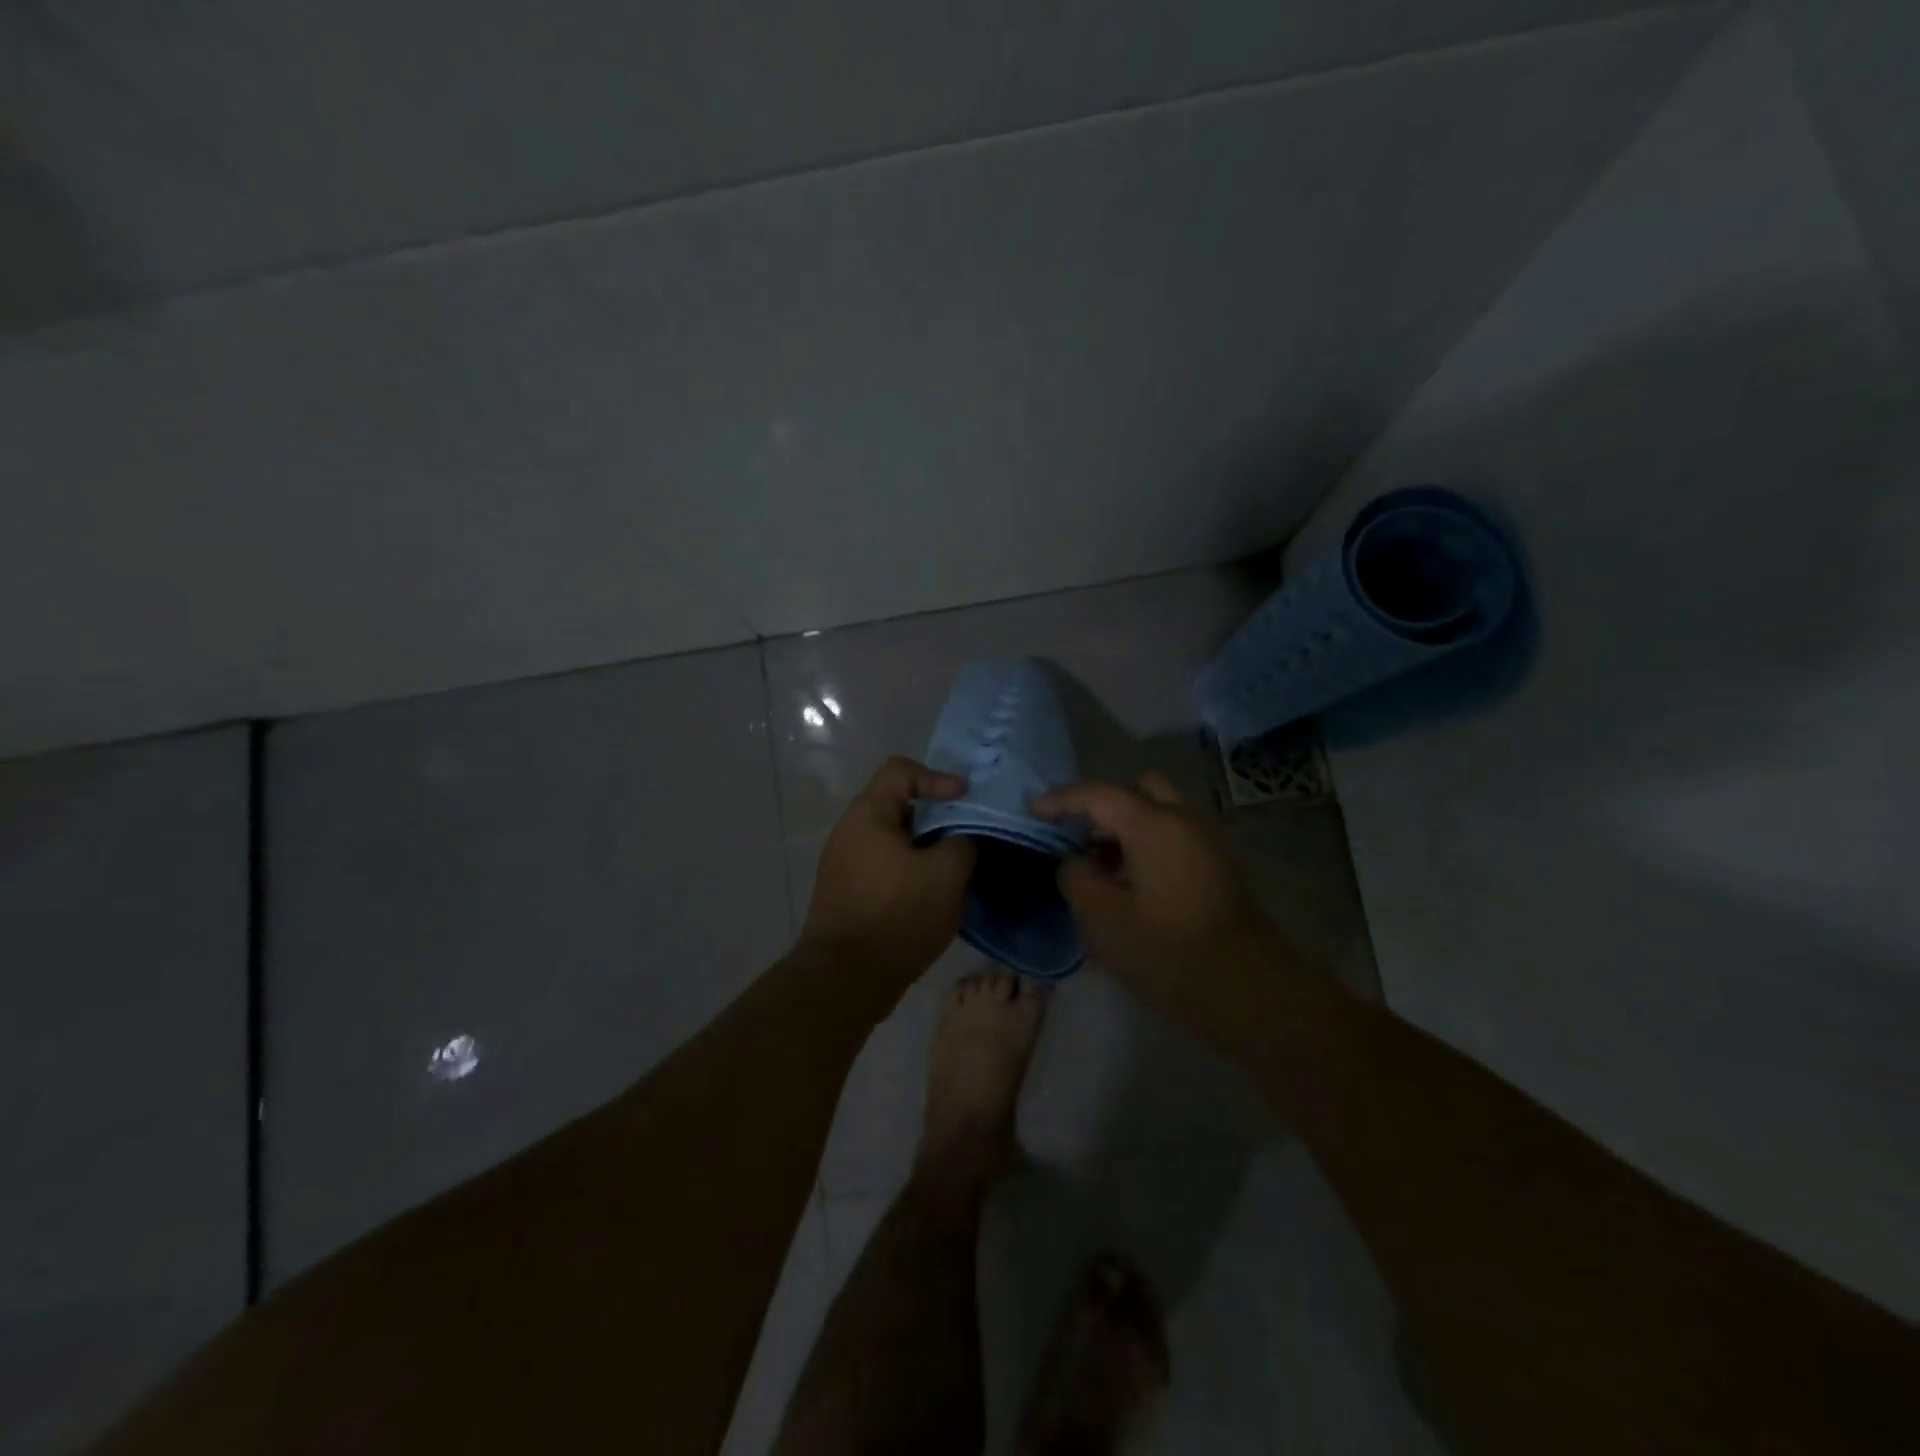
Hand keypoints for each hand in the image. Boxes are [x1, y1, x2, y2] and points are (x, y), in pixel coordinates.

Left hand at [799, 757, 975, 990]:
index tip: (965, 799)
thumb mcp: (947, 874)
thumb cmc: (898, 915)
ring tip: (955, 868)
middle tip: (966, 834)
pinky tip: (933, 895)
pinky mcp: (847, 893)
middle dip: (936, 816)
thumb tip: (958, 842)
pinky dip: (910, 870)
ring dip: (925, 847)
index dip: (938, 777)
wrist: (846, 979)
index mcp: (868, 814)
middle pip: (898, 805)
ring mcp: (844, 864)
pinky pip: (884, 866)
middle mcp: (849, 832)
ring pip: (893, 839)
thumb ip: (962, 844)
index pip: (901, 770)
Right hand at [1032, 773, 1281, 1034]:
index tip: (1032, 812)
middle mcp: (1184, 820)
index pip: (1098, 794)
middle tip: (1076, 837)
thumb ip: (1076, 877)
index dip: (1061, 799)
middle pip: (1137, 791)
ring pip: (1158, 815)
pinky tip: (1130, 884)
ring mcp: (1206, 843)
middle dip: (1102, 807)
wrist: (1248, 991)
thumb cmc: (1167, 951)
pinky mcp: (1217, 868)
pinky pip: (1174, 838)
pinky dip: (1147, 845)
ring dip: (1126, 829)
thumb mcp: (1102, 918)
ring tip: (1098, 867)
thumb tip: (1074, 862)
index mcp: (1154, 824)